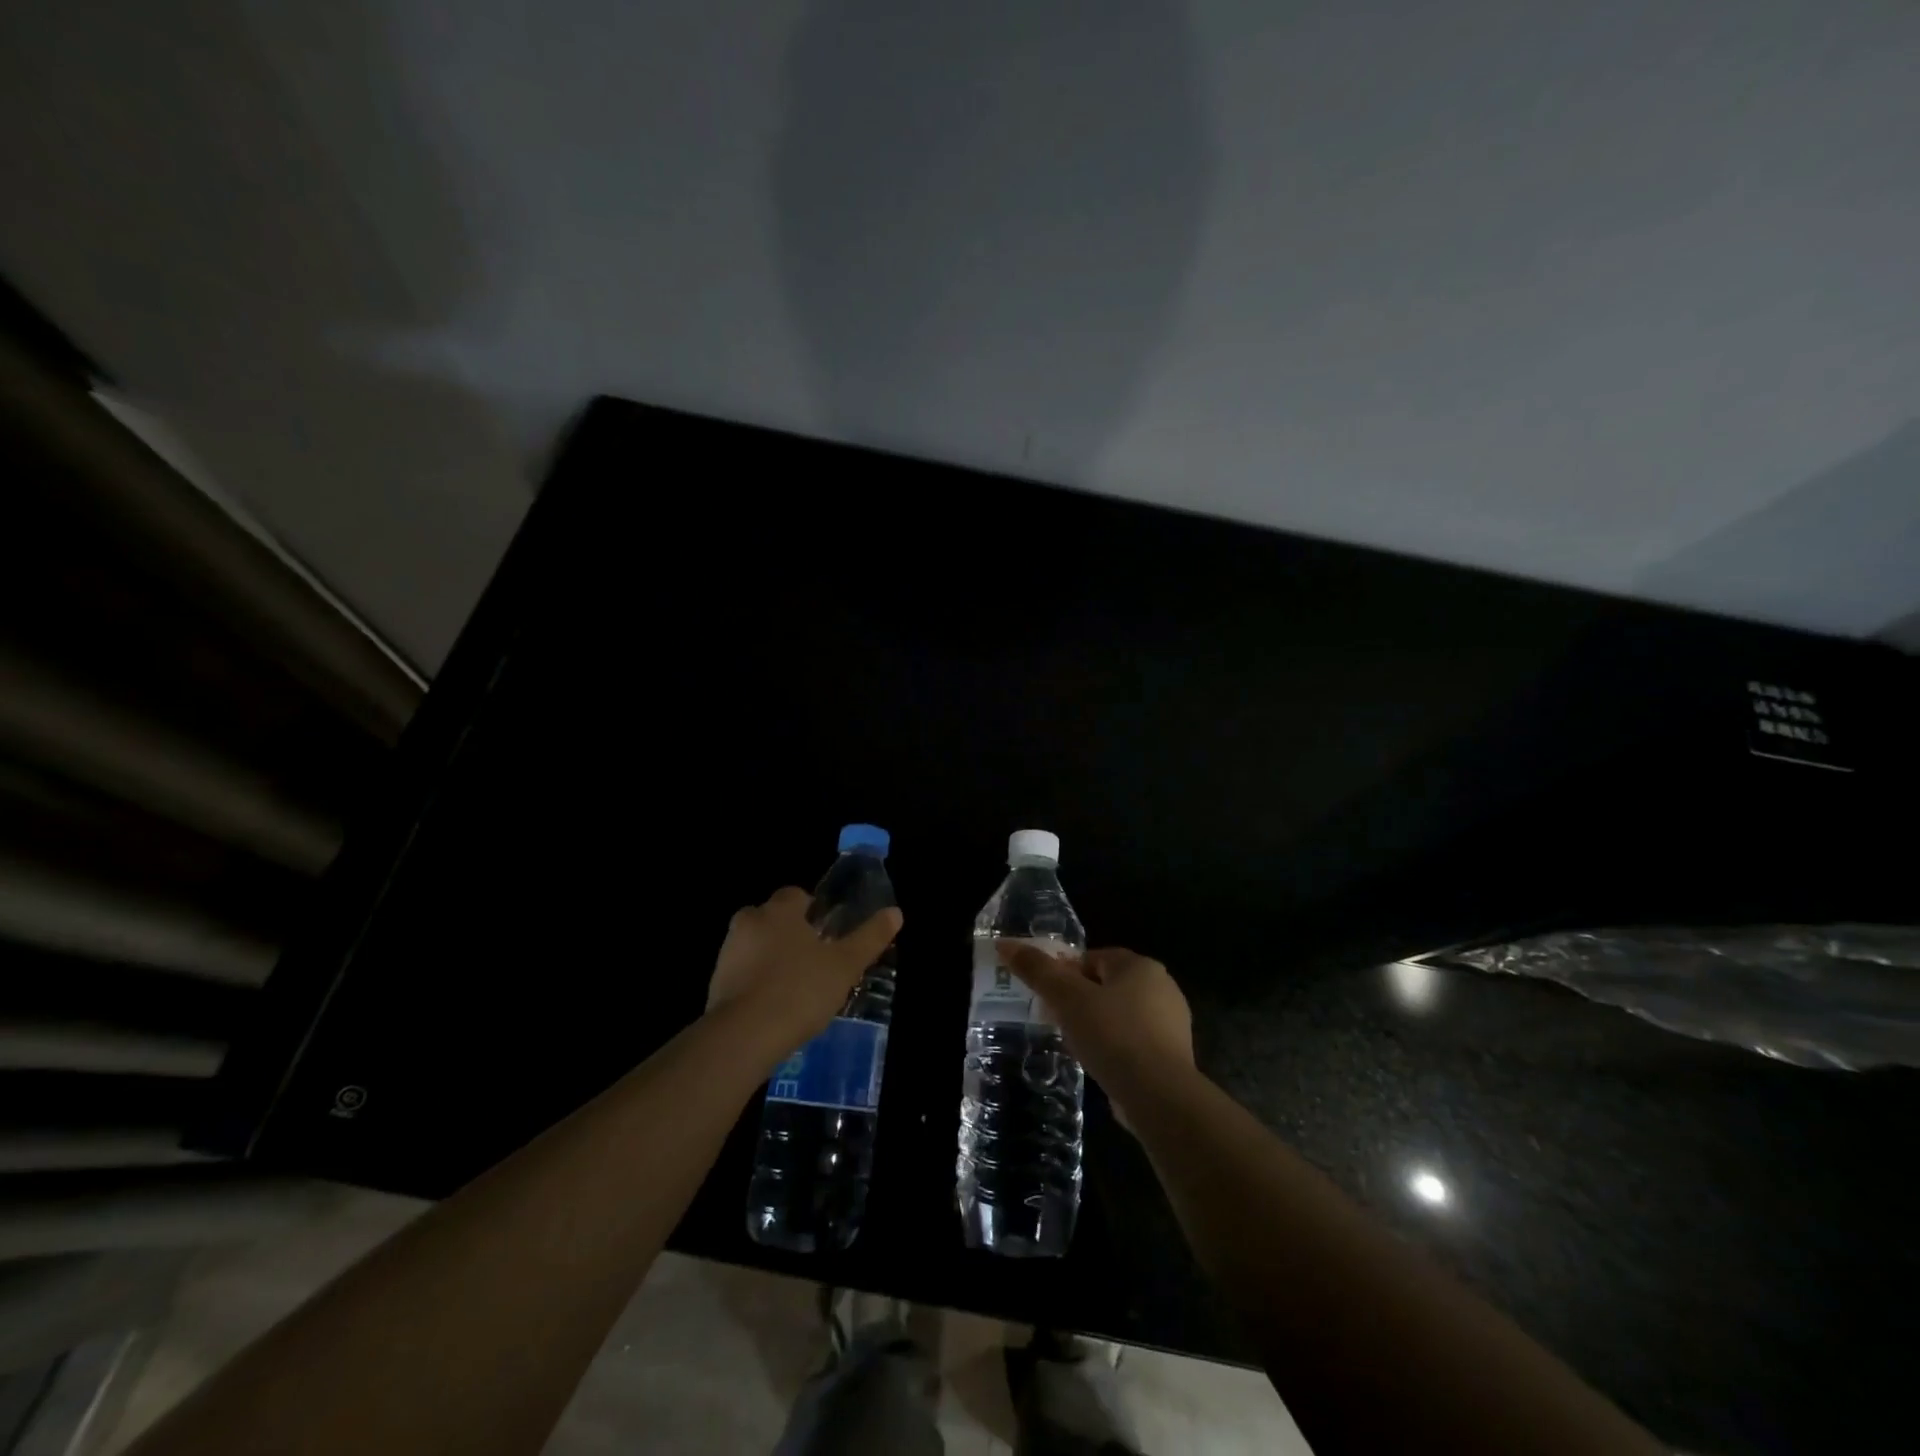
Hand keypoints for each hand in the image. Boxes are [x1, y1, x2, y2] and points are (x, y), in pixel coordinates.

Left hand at [708, 887, 902, 1053]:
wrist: (743, 1037)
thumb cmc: (799, 990)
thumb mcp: (845, 965)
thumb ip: (870, 937)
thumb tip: (896, 912)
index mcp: (779, 910)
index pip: (796, 895)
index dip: (813, 911)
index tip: (827, 935)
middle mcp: (749, 922)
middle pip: (773, 919)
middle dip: (790, 934)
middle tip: (815, 961)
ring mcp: (727, 953)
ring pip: (755, 946)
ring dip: (771, 960)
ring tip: (796, 989)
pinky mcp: (715, 984)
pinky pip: (742, 974)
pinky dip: (756, 984)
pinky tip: (774, 1008)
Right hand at [999, 944, 1193, 1126]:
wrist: (1160, 1096)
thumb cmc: (1112, 1035)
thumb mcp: (1067, 999)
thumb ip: (1037, 970)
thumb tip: (1005, 944)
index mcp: (1140, 966)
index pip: (1093, 958)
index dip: (1066, 974)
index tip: (1047, 997)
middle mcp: (1162, 987)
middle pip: (1107, 986)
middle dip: (1079, 1001)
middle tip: (1056, 1021)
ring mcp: (1172, 1024)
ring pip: (1120, 1016)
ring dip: (1096, 1027)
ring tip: (1074, 1047)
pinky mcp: (1173, 1057)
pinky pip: (1134, 1043)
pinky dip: (1115, 1050)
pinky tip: (1099, 1067)